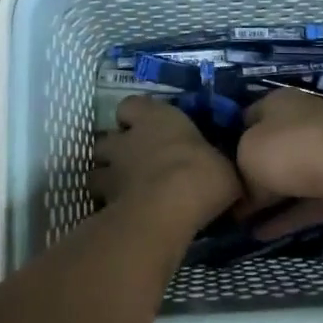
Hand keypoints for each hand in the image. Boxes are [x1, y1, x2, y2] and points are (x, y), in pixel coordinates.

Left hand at [91, 96, 241, 231]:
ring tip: (125, 192)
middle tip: (134, 165)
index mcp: (157, 118)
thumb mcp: (225, 166)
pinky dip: (109, 208)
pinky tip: (125, 217)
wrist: (170, 207)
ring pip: (96, 171)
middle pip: (107, 139)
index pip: (131, 105)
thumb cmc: (203, 173)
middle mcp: (128, 139)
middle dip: (115, 151)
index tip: (145, 128)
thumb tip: (226, 173)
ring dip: (107, 179)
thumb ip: (217, 165)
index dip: (134, 116)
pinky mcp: (105, 202)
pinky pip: (100, 202)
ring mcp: (112, 171)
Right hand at [236, 89, 322, 240]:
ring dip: (267, 200)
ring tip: (237, 223)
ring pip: (288, 178)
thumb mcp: (247, 153)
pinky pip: (305, 203)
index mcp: (281, 102)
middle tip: (224, 199)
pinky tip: (260, 236)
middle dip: (248, 173)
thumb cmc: (292, 151)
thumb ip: (239, 169)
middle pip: (269, 149)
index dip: (228, 139)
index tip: (213, 166)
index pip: (247, 117)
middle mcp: (304, 123)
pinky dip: (285, 218)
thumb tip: (244, 190)